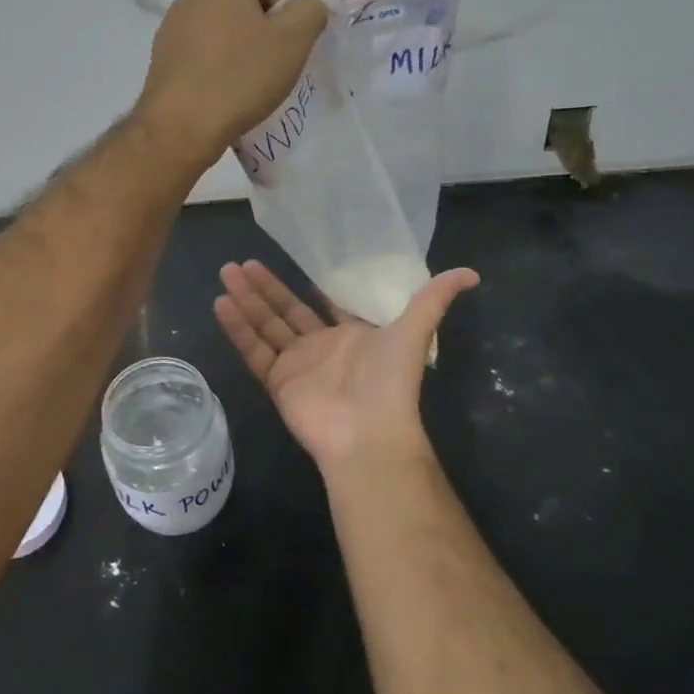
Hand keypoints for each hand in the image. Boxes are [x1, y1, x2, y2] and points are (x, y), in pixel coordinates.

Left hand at [135, 0, 327, 166]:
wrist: (182, 125)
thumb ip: (310, 11)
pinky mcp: (160, 58)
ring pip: (219, 32)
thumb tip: (306, 5)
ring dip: (237, 51)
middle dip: (261, 31)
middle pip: (241, 6)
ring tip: (246, 85)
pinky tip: (220, 94)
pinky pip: (199, 55)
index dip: (286, 12)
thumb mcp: (294, 41)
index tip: (289, 45)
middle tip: (273, 66)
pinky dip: (214, 68)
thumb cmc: (242, 76)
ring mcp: (172, 27)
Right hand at [214, 260, 479, 476]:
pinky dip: (237, 328)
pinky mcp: (278, 382)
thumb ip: (435, 298)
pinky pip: (254, 350)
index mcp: (352, 335)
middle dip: (265, 286)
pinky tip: (221, 302)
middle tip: (241, 262)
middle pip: (287, 310)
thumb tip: (472, 272)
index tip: (290, 260)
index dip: (309, 284)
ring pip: (266, 325)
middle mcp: (322, 347)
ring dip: (247, 300)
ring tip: (226, 272)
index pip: (326, 303)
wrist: (368, 434)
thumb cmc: (390, 380)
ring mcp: (298, 365)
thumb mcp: (414, 329)